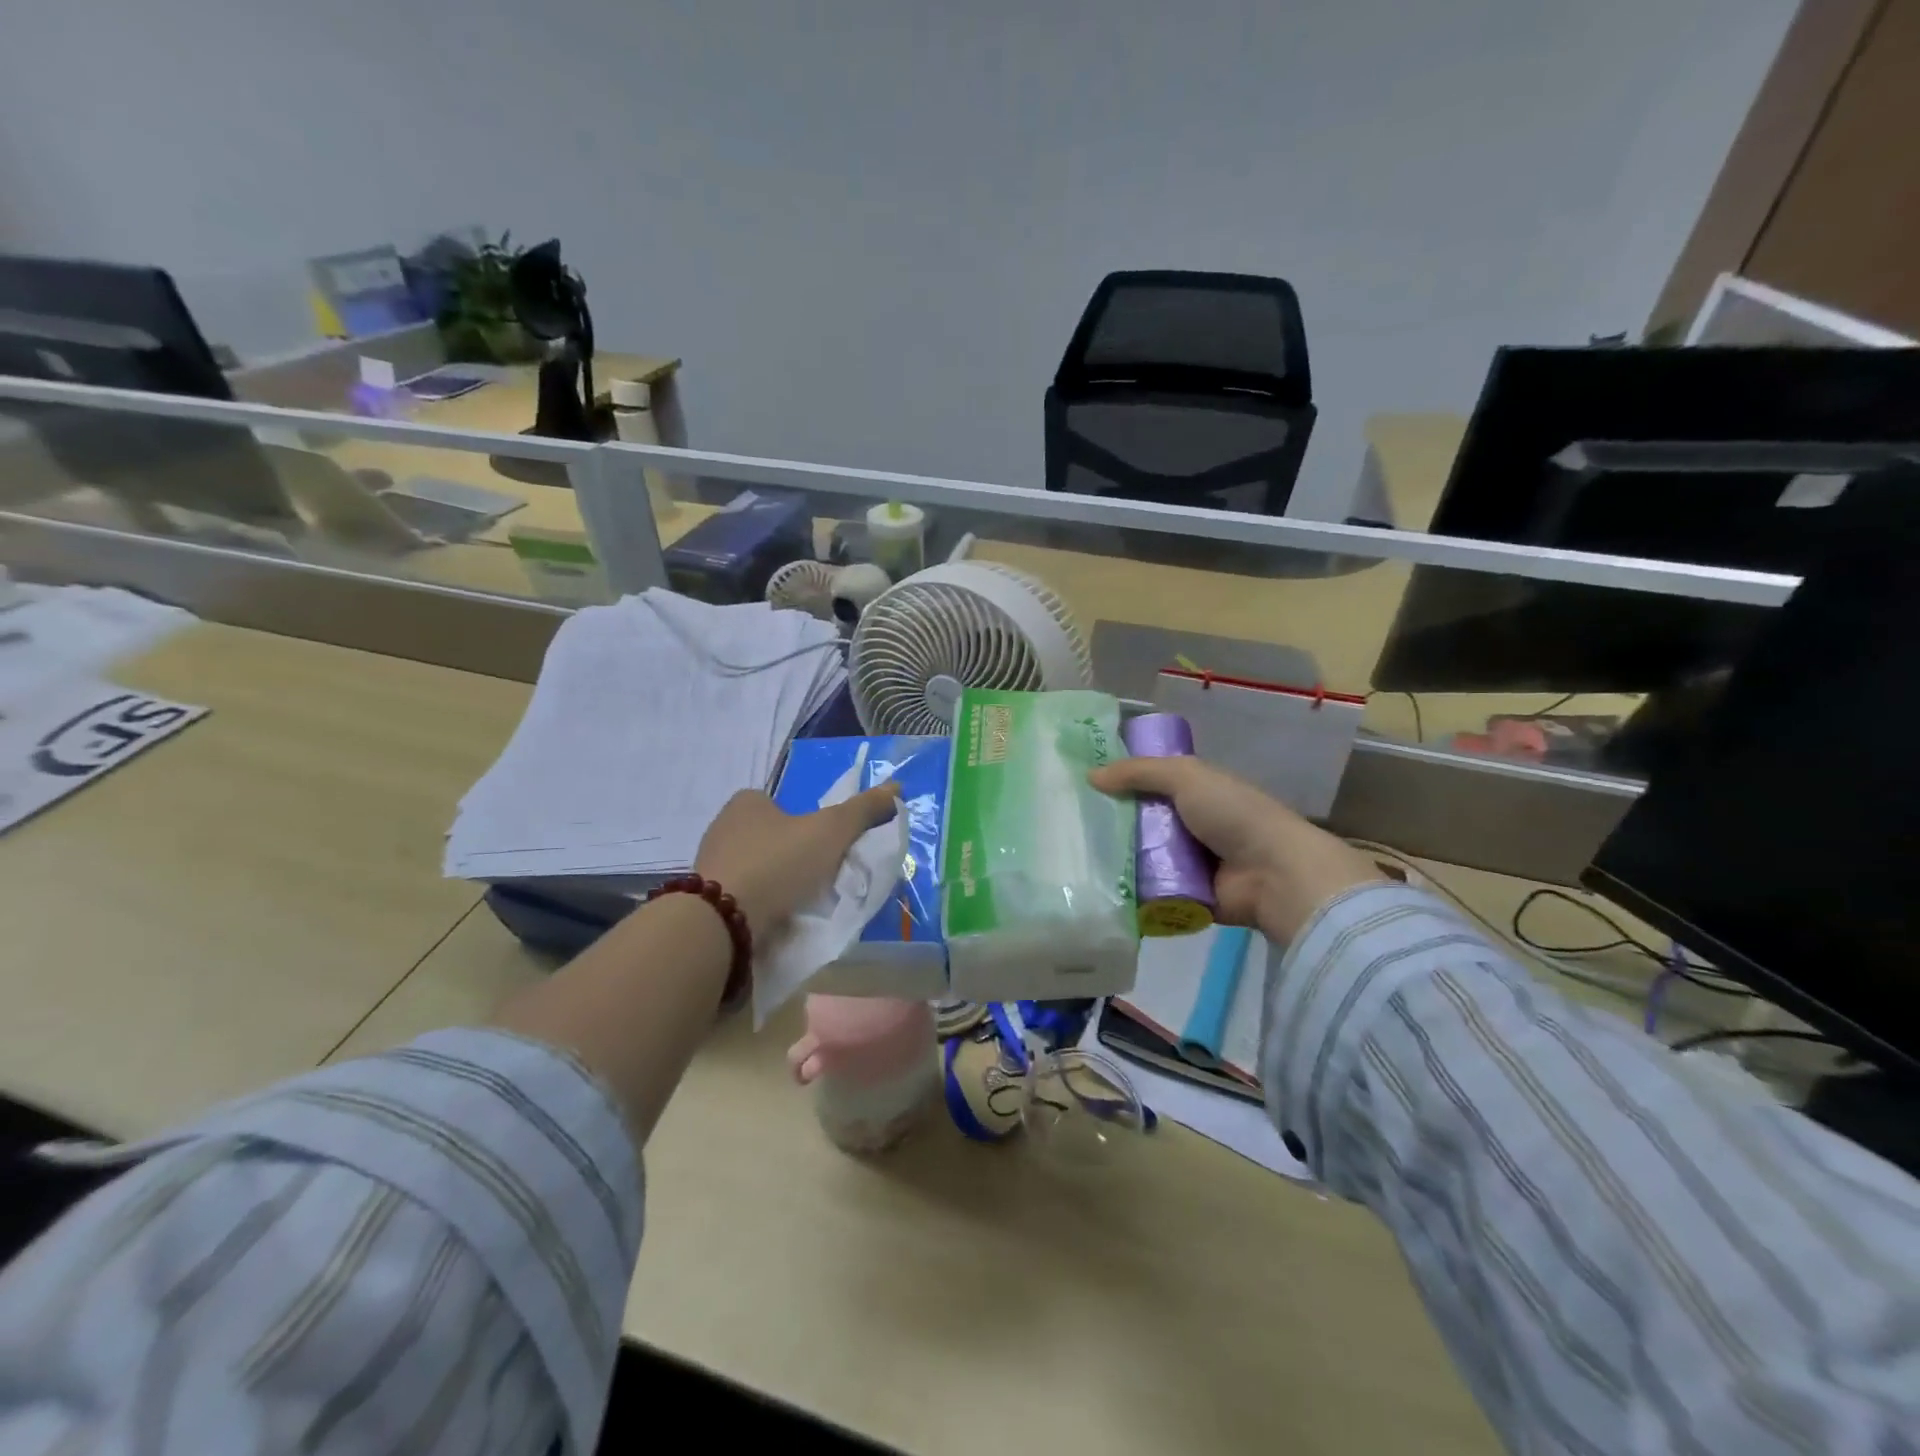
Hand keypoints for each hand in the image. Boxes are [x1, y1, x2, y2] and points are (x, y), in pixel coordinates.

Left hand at [694, 782, 901, 940]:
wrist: (722, 923)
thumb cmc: (778, 864)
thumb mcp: (830, 832)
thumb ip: (862, 810)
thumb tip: (896, 787)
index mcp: (747, 803)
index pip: (783, 804)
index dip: (807, 823)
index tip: (826, 847)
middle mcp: (723, 828)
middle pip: (770, 837)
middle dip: (794, 855)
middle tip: (821, 877)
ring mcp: (710, 866)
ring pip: (756, 869)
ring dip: (777, 884)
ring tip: (803, 904)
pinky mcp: (705, 902)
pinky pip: (742, 898)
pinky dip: (761, 906)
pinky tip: (777, 921)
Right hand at [1088, 757, 1384, 941]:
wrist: (1274, 874)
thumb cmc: (1233, 814)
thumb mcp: (1186, 777)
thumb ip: (1139, 772)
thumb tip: (1090, 776)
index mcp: (1192, 792)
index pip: (1146, 784)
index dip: (1117, 783)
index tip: (1078, 786)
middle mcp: (1186, 826)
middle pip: (1136, 822)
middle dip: (1106, 823)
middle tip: (1065, 825)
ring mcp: (1184, 863)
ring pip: (1136, 857)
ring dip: (1111, 858)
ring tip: (1069, 857)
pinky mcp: (1181, 896)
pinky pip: (1145, 891)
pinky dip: (1124, 890)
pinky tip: (1091, 886)